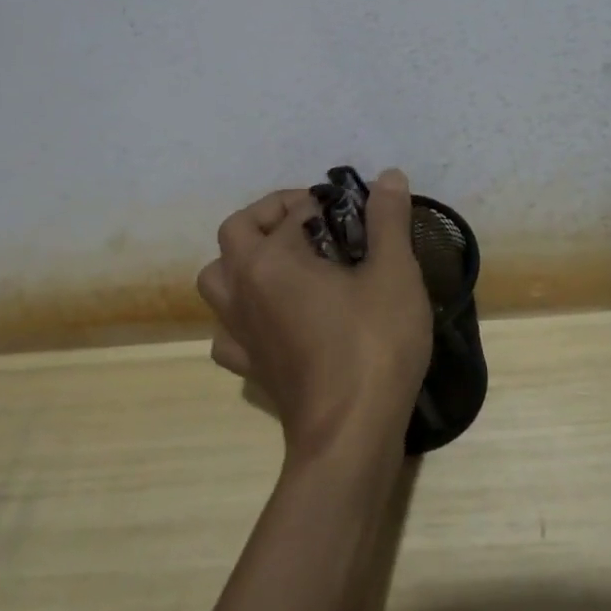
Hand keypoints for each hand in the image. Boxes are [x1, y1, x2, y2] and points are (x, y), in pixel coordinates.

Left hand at [198, 169, 432, 461]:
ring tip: (287, 265)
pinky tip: (275, 319)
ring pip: (217, 280)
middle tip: (314, 223)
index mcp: (271, 260)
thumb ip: (388, 219)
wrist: (351, 436)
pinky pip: (228, 330)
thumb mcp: (393, 273)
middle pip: (236, 232)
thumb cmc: (373, 344)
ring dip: (243, 261)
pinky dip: (243, 316)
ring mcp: (239, 332)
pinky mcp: (248, 367)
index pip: (292, 209)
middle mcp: (242, 289)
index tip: (355, 214)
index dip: (325, 203)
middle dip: (271, 216)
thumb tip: (388, 175)